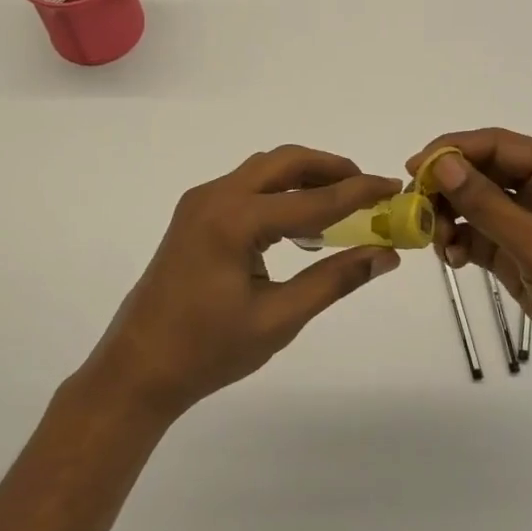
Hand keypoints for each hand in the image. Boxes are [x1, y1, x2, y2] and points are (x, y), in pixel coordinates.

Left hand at [85, 146, 402, 420]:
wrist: (138, 368)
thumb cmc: (208, 351)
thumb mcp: (279, 319)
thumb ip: (334, 280)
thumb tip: (385, 255)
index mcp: (234, 221)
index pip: (312, 199)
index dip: (358, 192)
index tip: (393, 185)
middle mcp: (215, 197)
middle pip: (284, 162)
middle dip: (329, 168)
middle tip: (366, 188)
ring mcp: (200, 203)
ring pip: (263, 170)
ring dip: (303, 177)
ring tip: (340, 202)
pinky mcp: (194, 215)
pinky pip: (246, 188)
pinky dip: (279, 192)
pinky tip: (299, 223)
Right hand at [404, 129, 531, 401]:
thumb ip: (487, 205)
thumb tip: (441, 164)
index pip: (497, 145)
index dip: (452, 151)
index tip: (413, 169)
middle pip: (482, 172)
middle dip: (447, 187)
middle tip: (415, 209)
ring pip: (476, 205)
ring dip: (450, 217)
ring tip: (435, 241)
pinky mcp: (522, 255)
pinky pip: (480, 237)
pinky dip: (460, 243)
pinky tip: (450, 259)